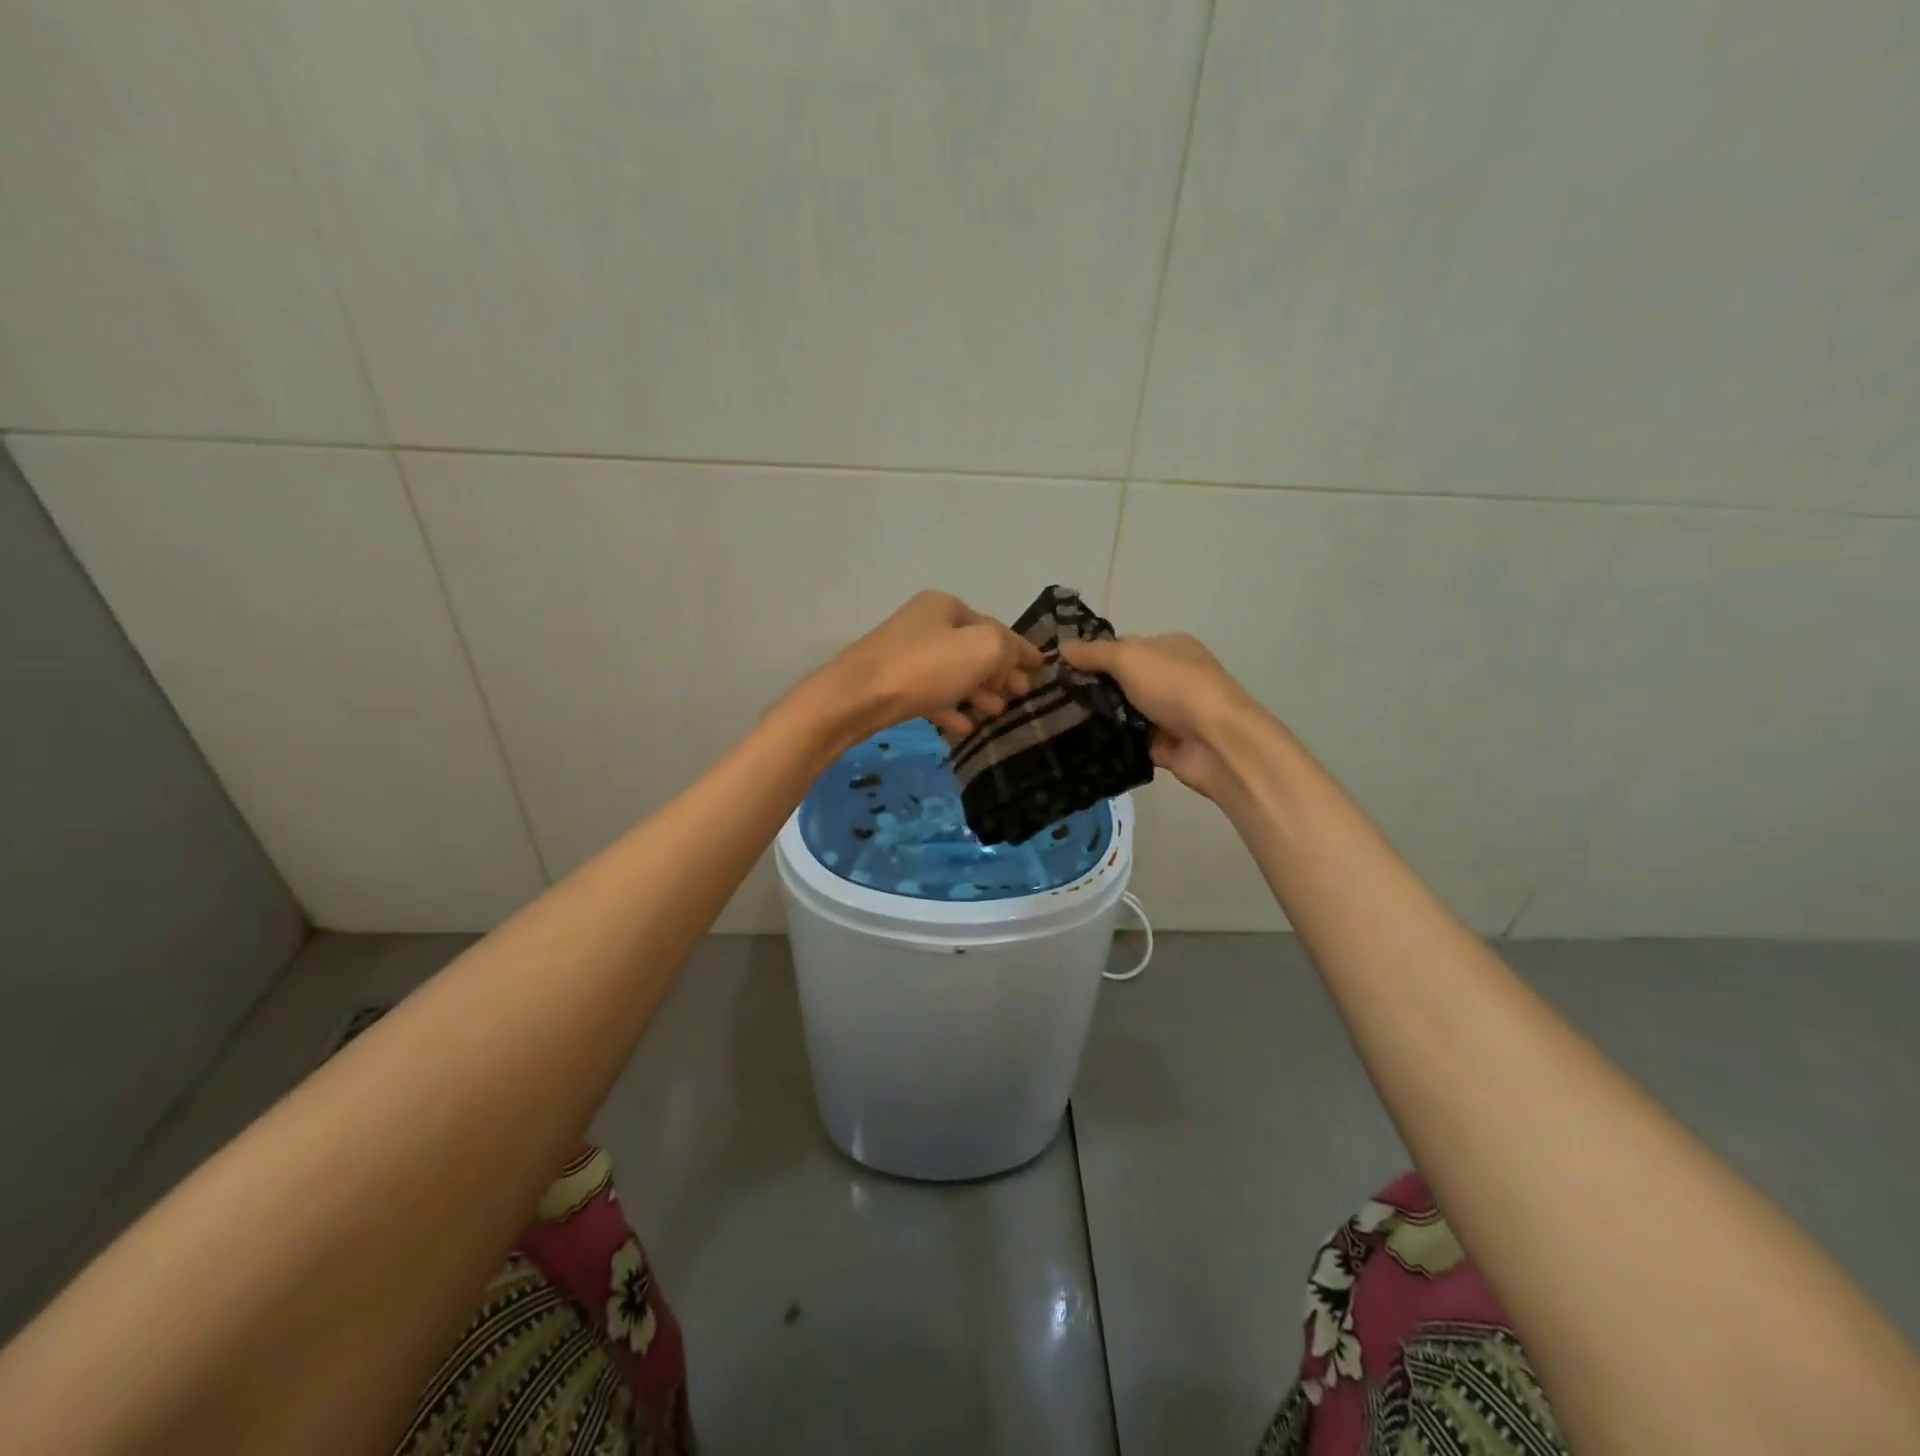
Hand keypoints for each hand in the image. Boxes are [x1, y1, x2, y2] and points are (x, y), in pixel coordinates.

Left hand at [813, 591, 1042, 743]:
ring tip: (996, 713)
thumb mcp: (981, 649)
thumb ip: (1008, 648)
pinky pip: (930, 694)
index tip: (1041, 672)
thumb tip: (1017, 658)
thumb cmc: (923, 669)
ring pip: (953, 673)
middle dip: (1000, 673)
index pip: (995, 627)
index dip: (1021, 650)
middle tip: (1020, 697)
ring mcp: (904, 654)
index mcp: (945, 606)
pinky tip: (964, 727)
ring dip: (978, 692)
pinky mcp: (890, 684)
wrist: (854, 698)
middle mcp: (924, 623)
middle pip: (973, 649)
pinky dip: (950, 707)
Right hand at [1058, 633, 1254, 800]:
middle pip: (1123, 681)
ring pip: (1125, 713)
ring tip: (1058, 724)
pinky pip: (1130, 742)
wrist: (1215, 741)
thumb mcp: (1128, 657)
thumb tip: (1061, 646)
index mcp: (1169, 647)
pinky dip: (1112, 744)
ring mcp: (1170, 713)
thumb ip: (1094, 653)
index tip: (1059, 670)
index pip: (1125, 647)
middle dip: (1092, 689)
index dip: (1093, 656)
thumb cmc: (1174, 686)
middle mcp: (1172, 677)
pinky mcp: (1166, 746)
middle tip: (1052, 700)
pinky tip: (1081, 746)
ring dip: (1100, 718)